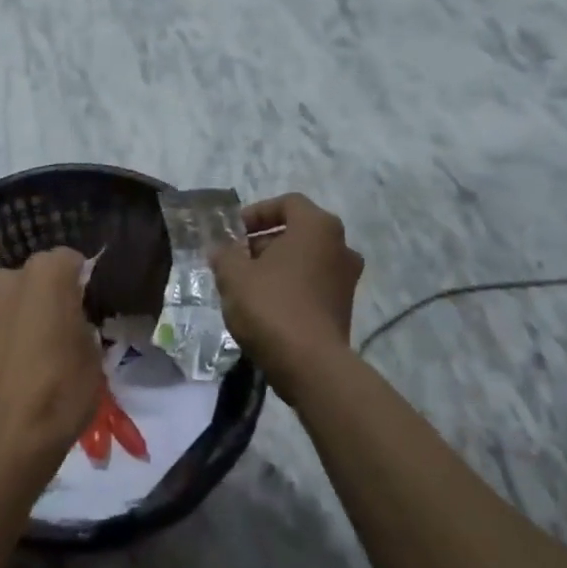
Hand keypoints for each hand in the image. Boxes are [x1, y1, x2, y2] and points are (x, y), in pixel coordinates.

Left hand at [0, 248, 105, 490]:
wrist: (2, 439)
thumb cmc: (60, 391)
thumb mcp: (92, 355)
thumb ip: (81, 322)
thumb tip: (71, 320)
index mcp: (45, 274)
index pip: (70, 260)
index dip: (82, 281)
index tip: (88, 306)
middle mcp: (7, 278)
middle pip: (35, 277)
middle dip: (48, 295)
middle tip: (63, 329)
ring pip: (10, 300)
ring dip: (22, 315)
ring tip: (35, 352)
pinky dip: (2, 336)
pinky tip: (12, 367)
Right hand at [211, 193, 362, 399]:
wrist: (310, 364)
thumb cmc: (271, 306)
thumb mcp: (234, 275)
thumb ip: (224, 254)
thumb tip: (220, 250)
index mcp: (318, 227)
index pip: (288, 203)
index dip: (257, 212)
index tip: (233, 232)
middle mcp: (340, 246)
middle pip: (297, 232)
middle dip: (262, 242)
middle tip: (234, 259)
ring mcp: (346, 278)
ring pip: (304, 260)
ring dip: (275, 266)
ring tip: (244, 284)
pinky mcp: (343, 307)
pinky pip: (312, 284)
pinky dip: (289, 286)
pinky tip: (263, 306)